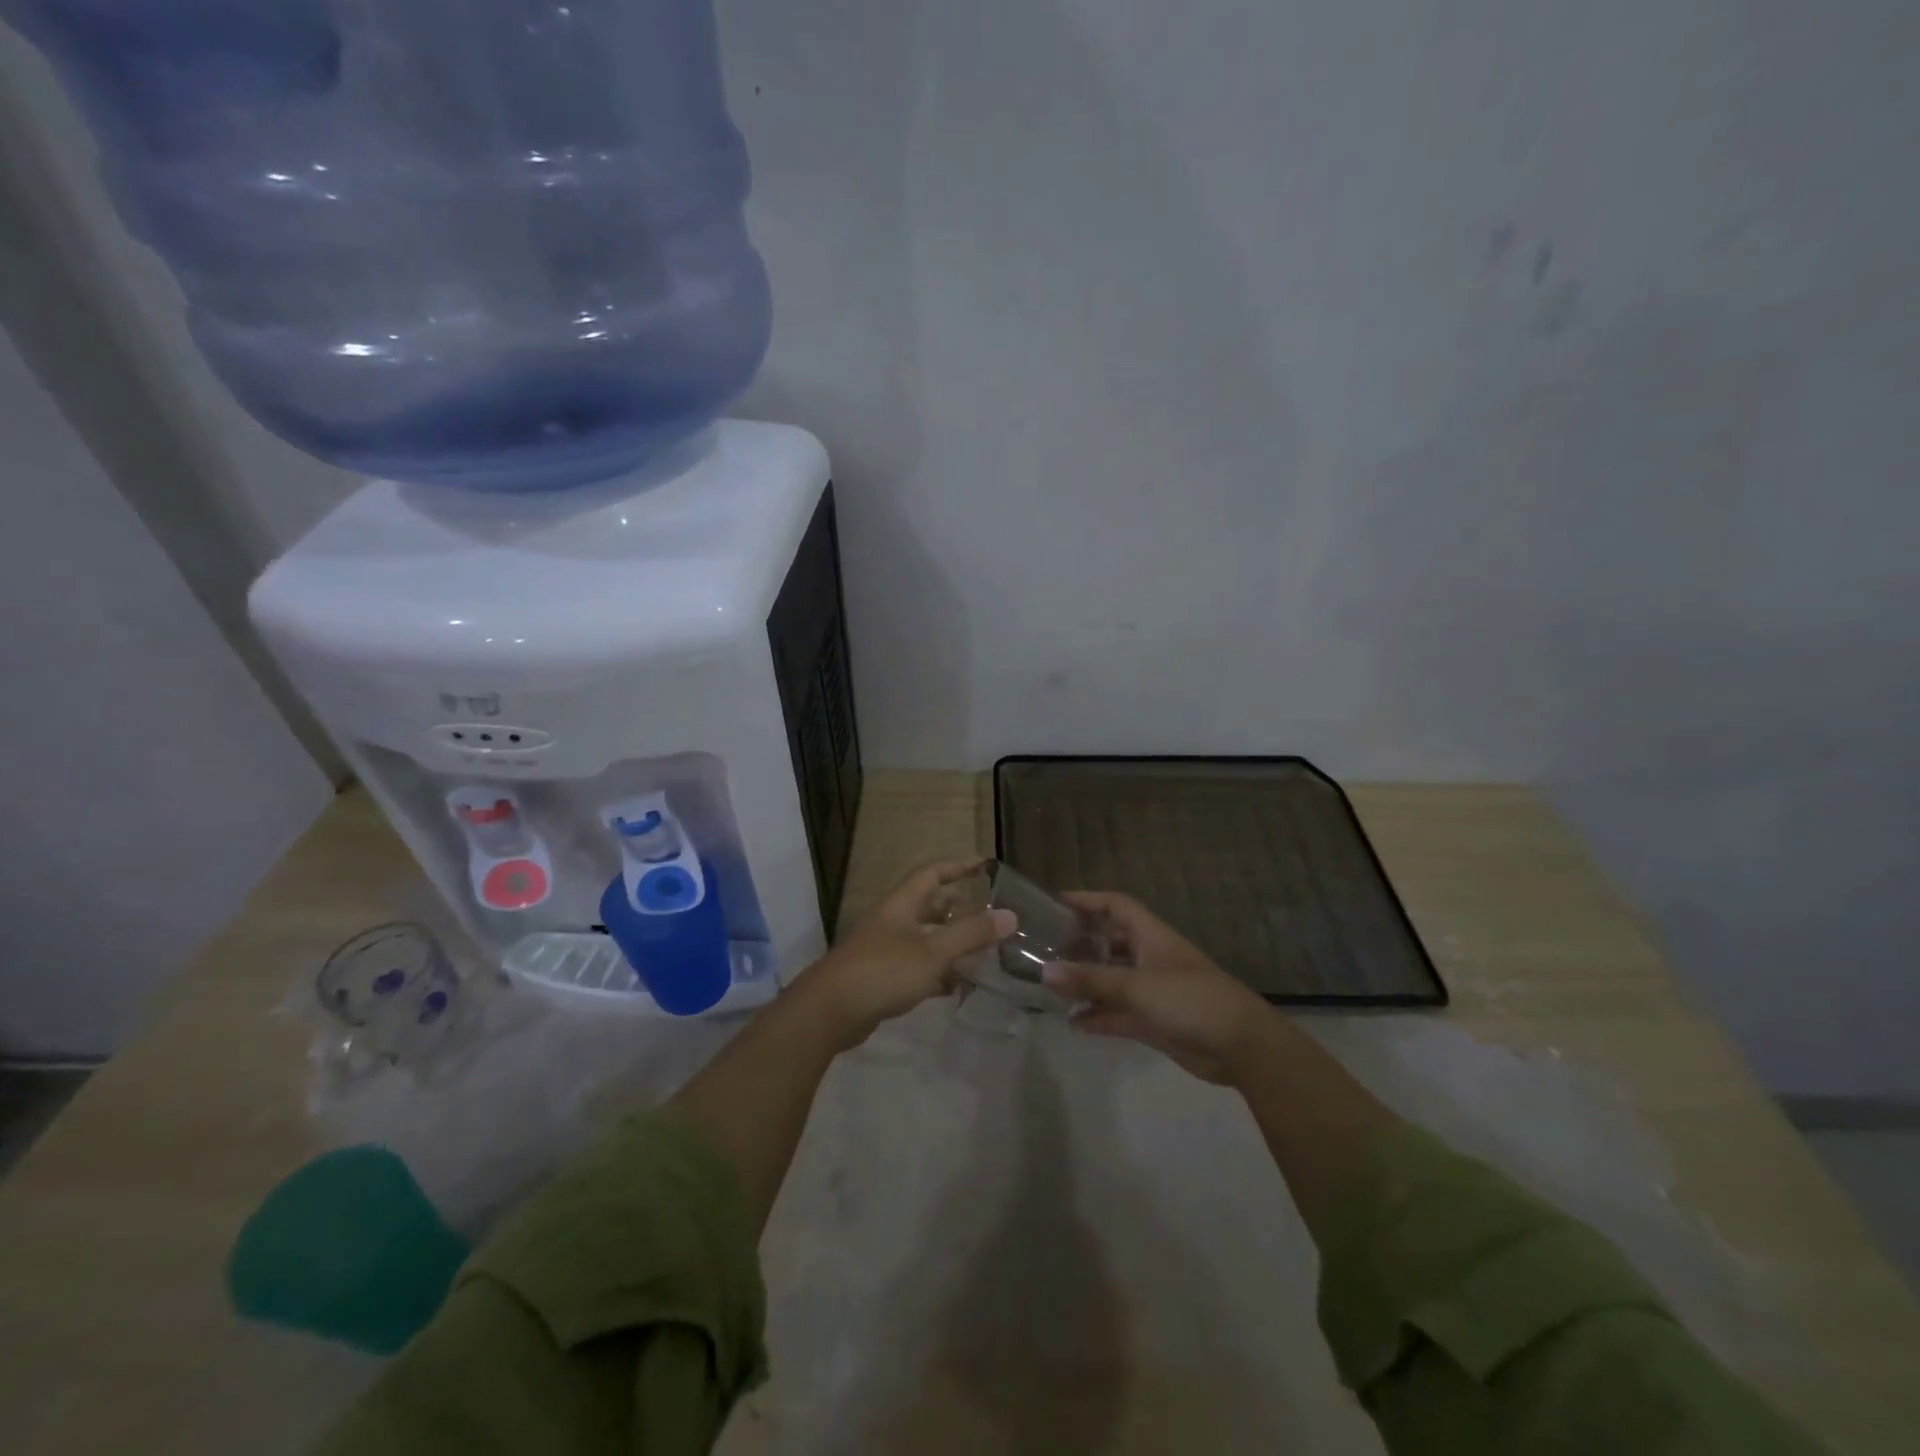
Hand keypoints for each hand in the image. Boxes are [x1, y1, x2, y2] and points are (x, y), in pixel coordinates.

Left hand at [796, 861, 1014, 1050]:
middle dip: (958, 910)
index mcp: (902, 905)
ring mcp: (884, 951)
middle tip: (988, 919)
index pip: (931, 874)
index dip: (957, 866)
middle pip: (929, 906)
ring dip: (950, 944)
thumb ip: (971, 934)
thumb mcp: (933, 952)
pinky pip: (916, 967)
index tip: (983, 866)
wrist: (829, 1012)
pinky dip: (937, 973)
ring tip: (981, 955)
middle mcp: (892, 922)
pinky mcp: (881, 979)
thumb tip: (1010, 915)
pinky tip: (955, 988)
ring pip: (924, 939)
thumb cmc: (883, 971)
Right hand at [1043, 892, 1275, 1084]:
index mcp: (1152, 937)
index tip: (1056, 902)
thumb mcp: (1137, 985)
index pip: (1116, 906)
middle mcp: (1150, 958)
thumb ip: (1091, 980)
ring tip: (1051, 986)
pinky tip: (1073, 1023)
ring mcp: (1153, 991)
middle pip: (1111, 942)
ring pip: (1112, 980)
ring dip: (1087, 983)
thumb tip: (1045, 972)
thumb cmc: (1191, 1000)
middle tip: (1045, 947)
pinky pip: (1119, 1013)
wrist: (1242, 1047)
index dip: (1088, 900)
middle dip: (1082, 942)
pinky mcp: (1155, 1021)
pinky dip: (1098, 1017)